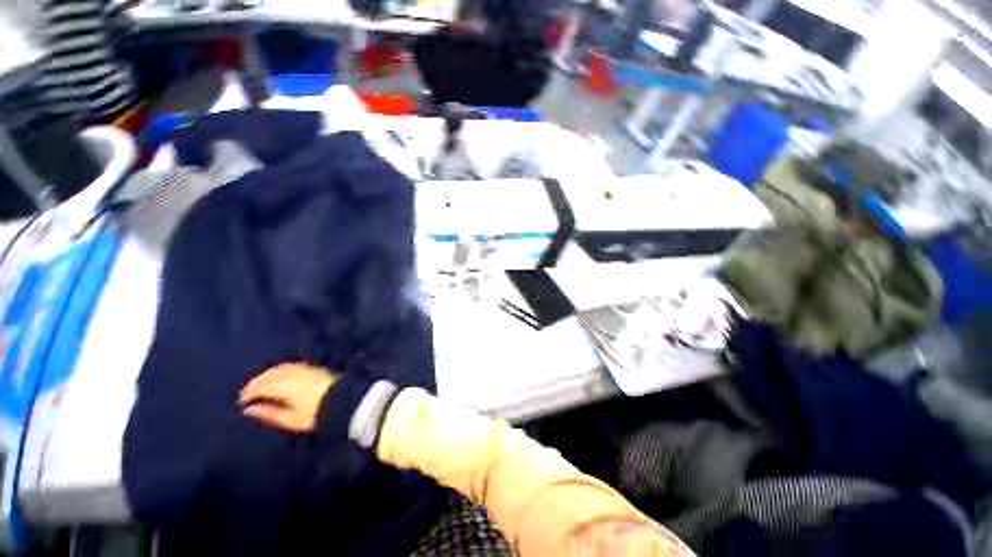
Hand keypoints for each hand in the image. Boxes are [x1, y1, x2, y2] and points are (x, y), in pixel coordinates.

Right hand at [239, 363, 336, 432]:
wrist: (345, 400)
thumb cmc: (317, 413)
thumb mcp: (291, 419)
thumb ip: (269, 414)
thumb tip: (248, 410)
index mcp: (286, 386)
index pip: (262, 387)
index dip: (250, 392)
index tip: (241, 400)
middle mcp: (294, 374)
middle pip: (270, 375)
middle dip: (257, 382)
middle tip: (246, 392)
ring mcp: (305, 369)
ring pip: (280, 368)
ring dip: (267, 374)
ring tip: (259, 384)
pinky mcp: (313, 368)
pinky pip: (291, 366)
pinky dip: (280, 370)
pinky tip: (278, 376)